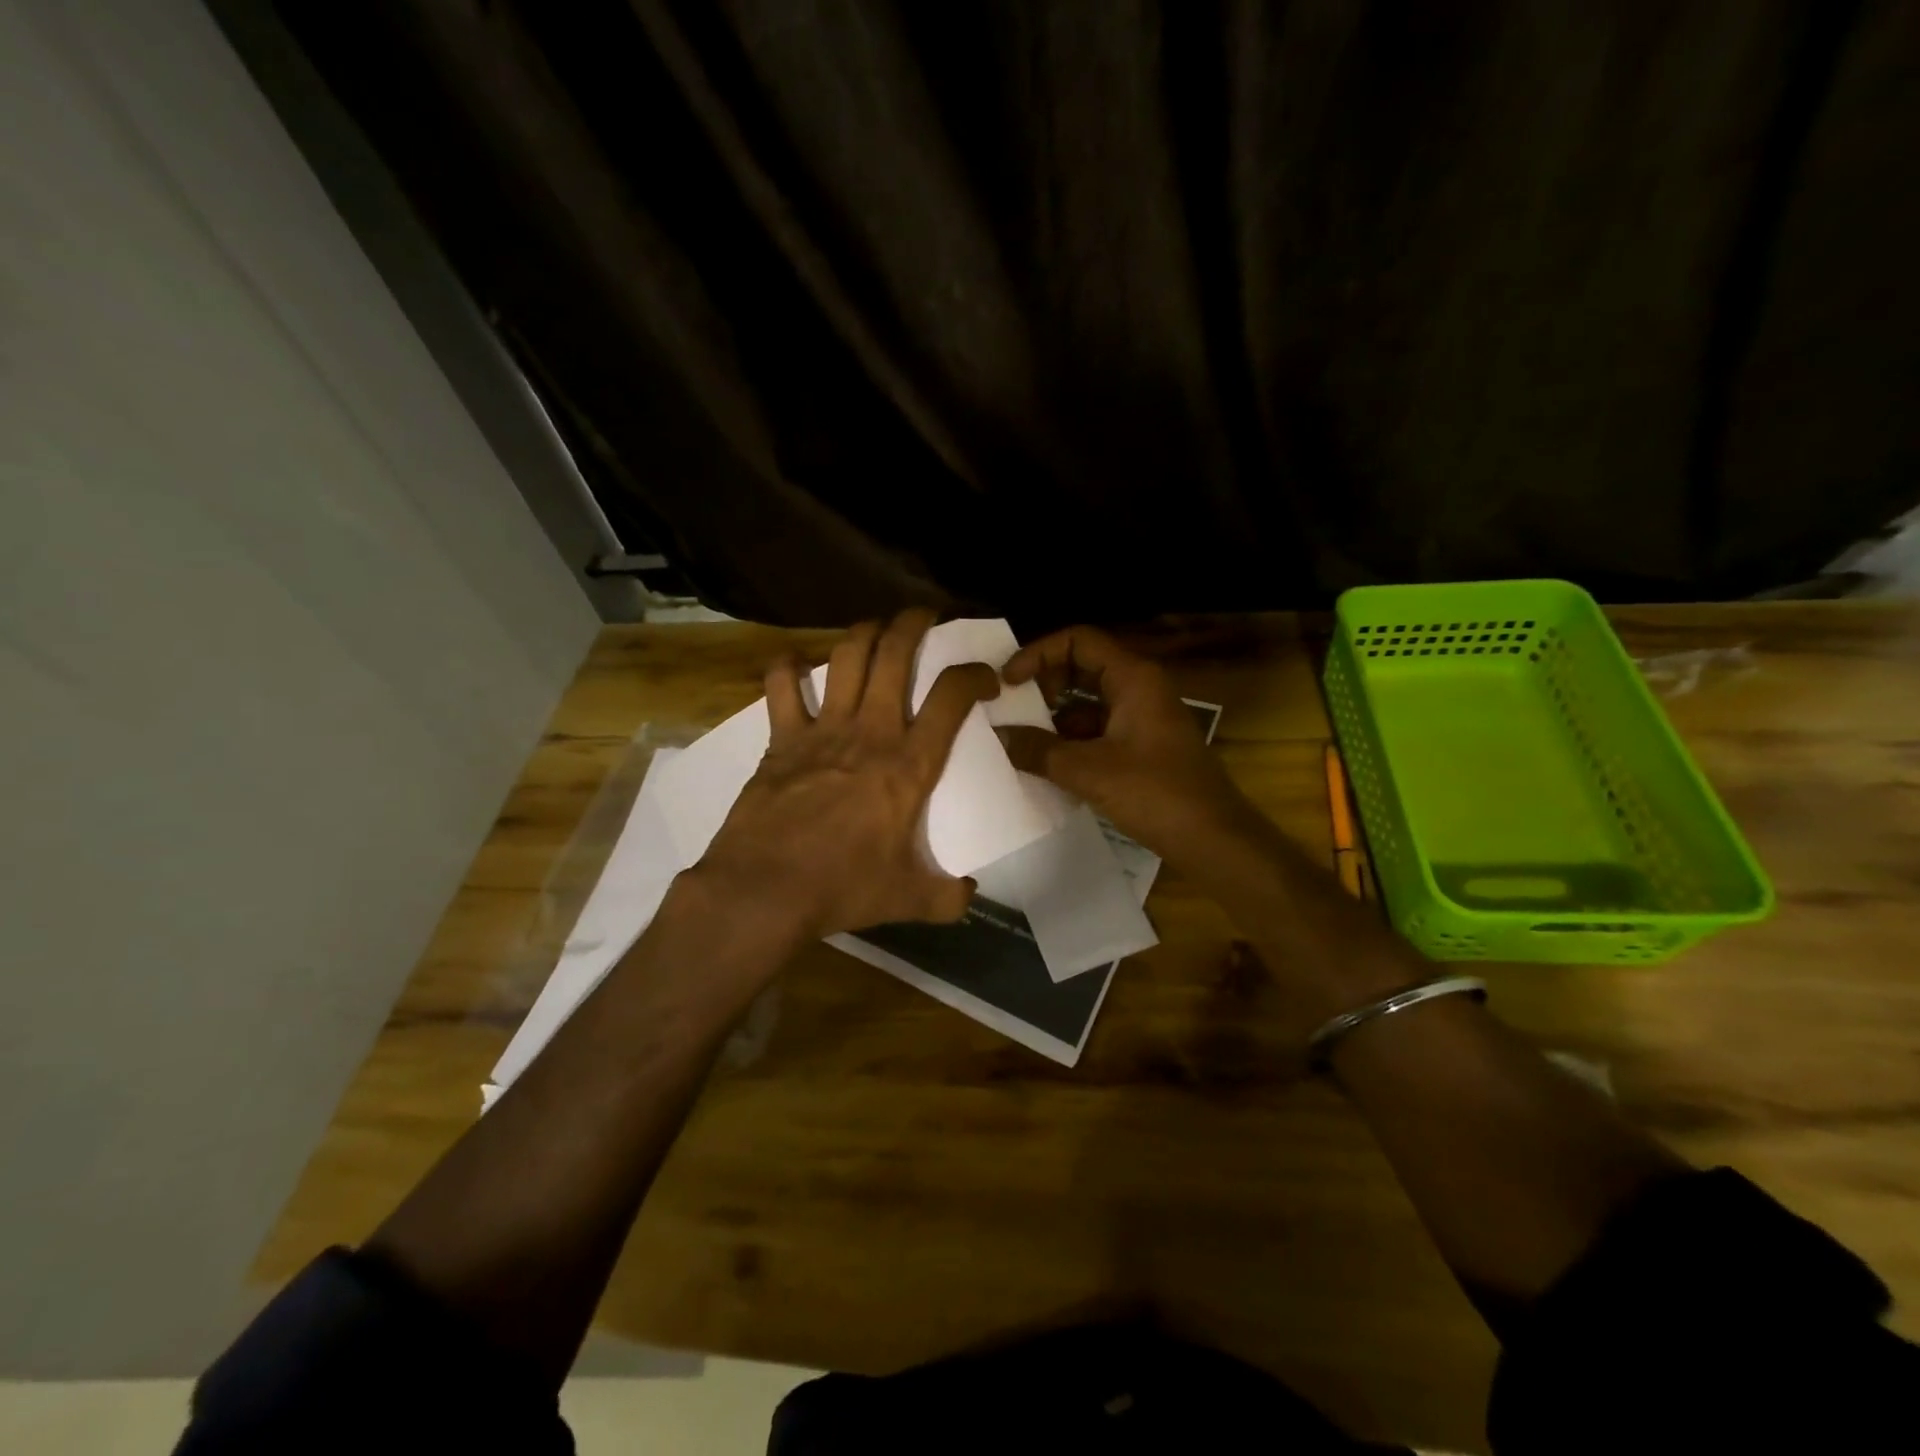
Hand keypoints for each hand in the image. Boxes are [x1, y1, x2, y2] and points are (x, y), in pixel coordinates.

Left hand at [695, 609, 999, 940]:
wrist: (765, 890)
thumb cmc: (843, 888)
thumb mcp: (907, 898)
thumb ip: (946, 896)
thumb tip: (968, 894)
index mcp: (909, 765)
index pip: (952, 697)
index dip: (975, 674)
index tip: (985, 678)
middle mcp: (871, 732)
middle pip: (896, 654)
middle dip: (914, 623)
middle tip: (925, 615)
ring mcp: (823, 729)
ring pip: (847, 656)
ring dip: (864, 632)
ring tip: (875, 628)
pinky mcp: (782, 738)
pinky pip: (781, 685)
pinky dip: (787, 667)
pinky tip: (795, 664)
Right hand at [997, 626, 1254, 864]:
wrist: (1214, 839)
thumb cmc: (1156, 794)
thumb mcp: (1088, 771)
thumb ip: (1038, 750)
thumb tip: (998, 736)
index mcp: (1133, 678)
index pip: (1078, 640)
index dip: (1038, 653)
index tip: (1008, 682)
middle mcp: (1139, 688)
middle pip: (1082, 666)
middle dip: (1044, 684)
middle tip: (1013, 709)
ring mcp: (1143, 718)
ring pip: (1089, 701)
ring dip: (1055, 716)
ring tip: (1021, 741)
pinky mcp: (1143, 746)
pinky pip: (1099, 729)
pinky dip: (1072, 740)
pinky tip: (1049, 765)